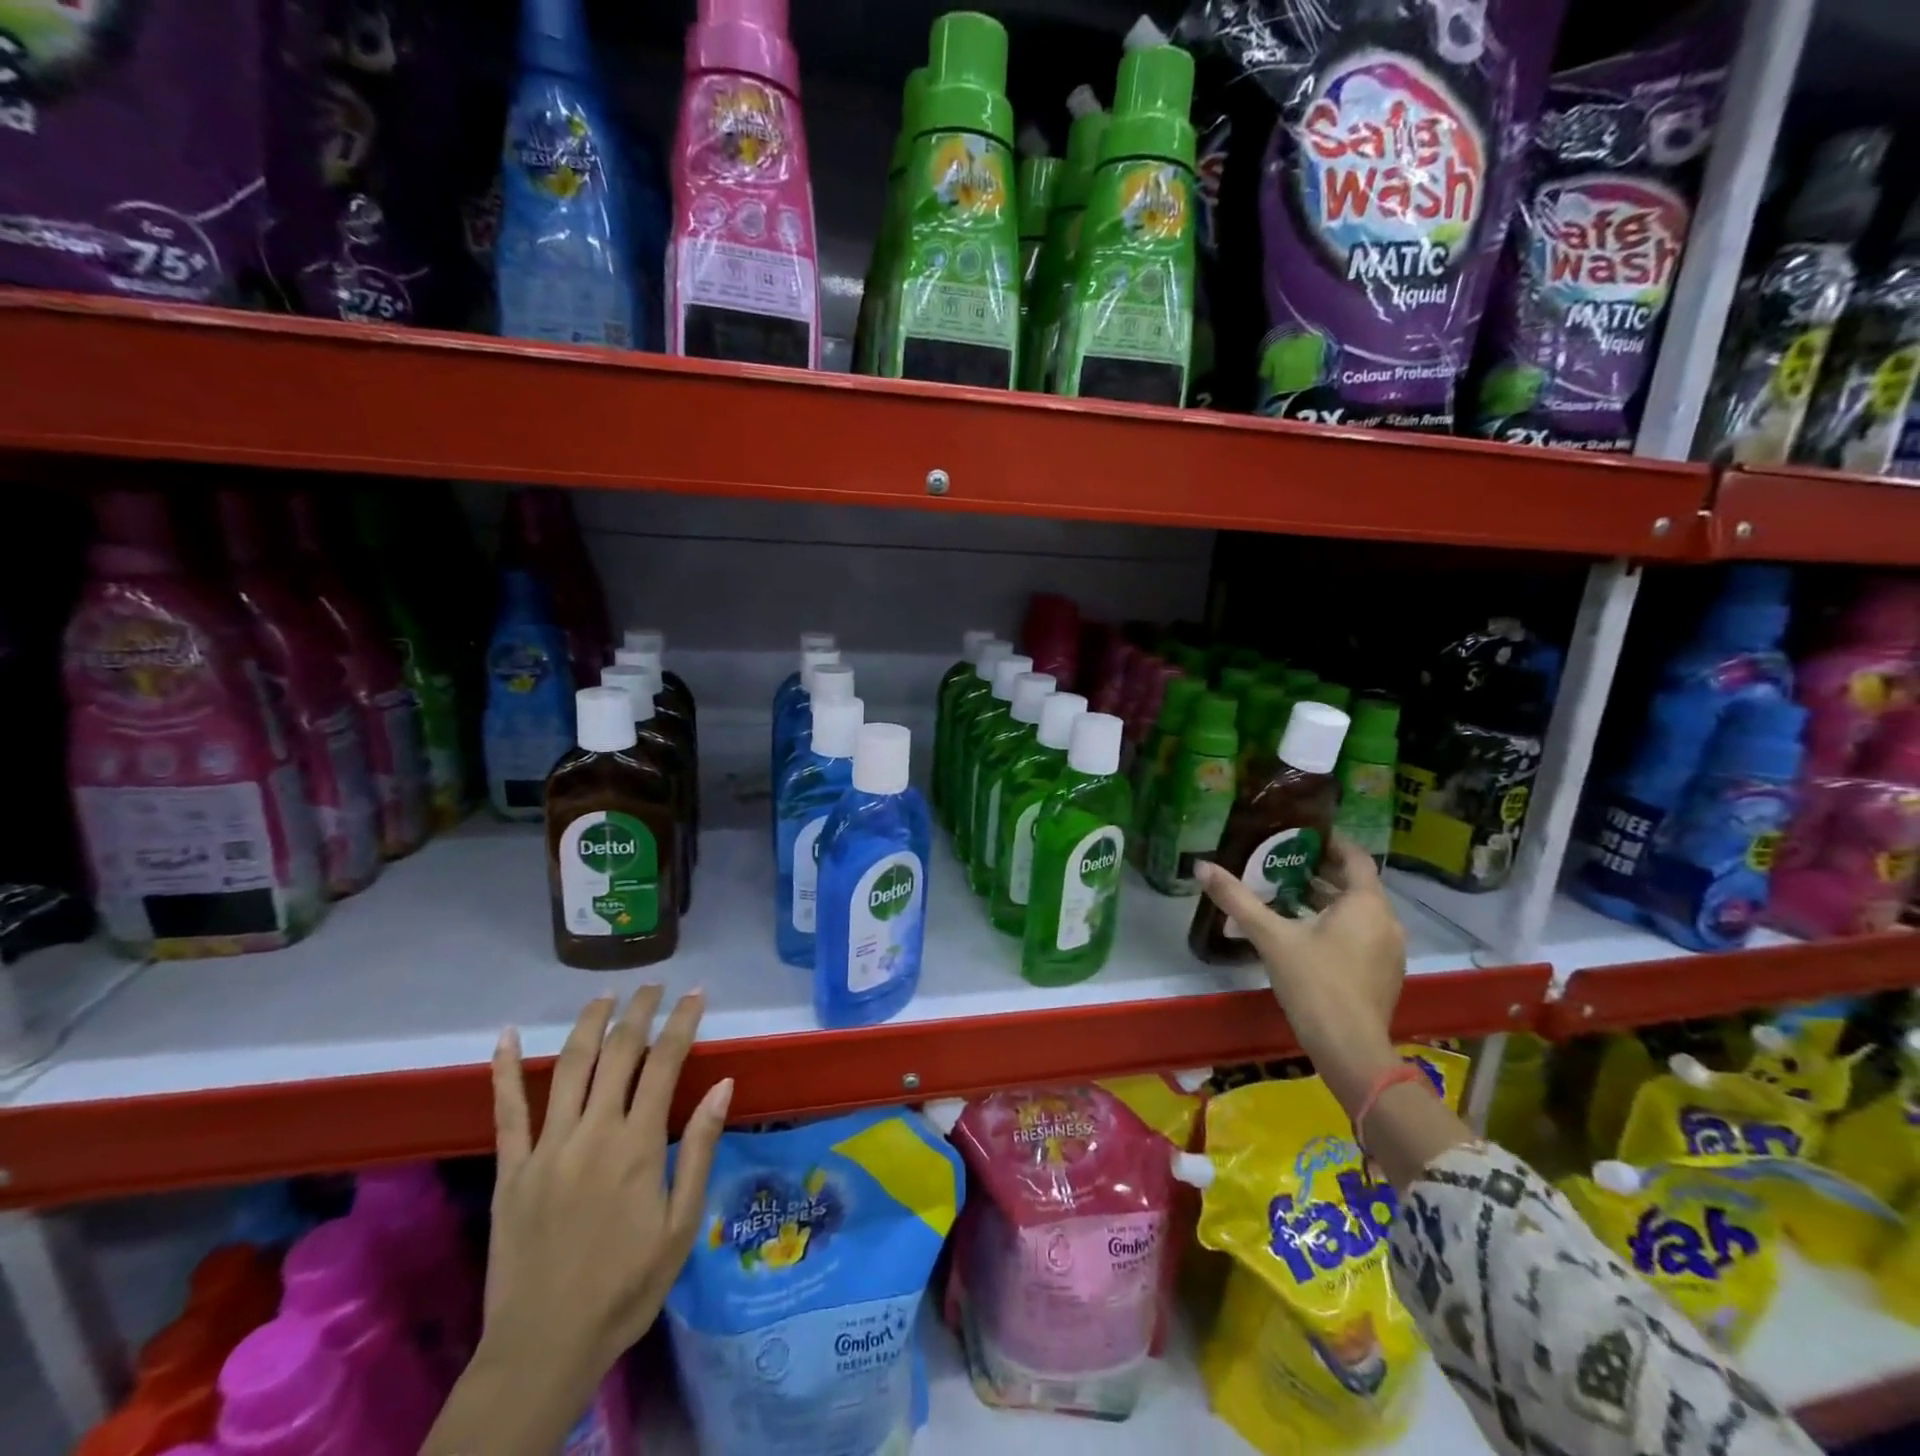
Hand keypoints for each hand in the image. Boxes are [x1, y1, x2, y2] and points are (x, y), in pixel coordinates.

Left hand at [485, 988, 731, 1379]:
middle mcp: (592, 1132)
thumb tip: (723, 1085)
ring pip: (568, 1066)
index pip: (665, 1062)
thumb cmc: (626, 1288)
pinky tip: (504, 1036)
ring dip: (589, 1024)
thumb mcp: (681, 1225)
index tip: (696, 994)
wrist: (544, 1348)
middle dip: (639, 1011)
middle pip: (618, 1052)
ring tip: (605, 996)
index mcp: (637, 1145)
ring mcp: (547, 1148)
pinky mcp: (511, 1169)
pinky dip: (504, 1070)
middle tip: (654, 986)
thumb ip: (700, 1149)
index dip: (683, 1022)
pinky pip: (506, 1111)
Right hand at [1194, 835, 1406, 1114]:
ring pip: (1361, 912)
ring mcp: (1390, 951)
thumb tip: (1202, 866)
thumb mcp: (1271, 937)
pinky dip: (1340, 925)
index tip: (1304, 834)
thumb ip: (1237, 899)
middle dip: (1324, 872)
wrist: (1350, 1050)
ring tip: (1290, 895)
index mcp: (1366, 904)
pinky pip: (1364, 935)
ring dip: (1330, 900)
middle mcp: (1387, 922)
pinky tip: (1308, 935)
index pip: (1356, 858)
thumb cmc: (1314, 984)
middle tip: (1286, 862)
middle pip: (1357, 885)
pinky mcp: (1385, 975)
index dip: (1333, 842)